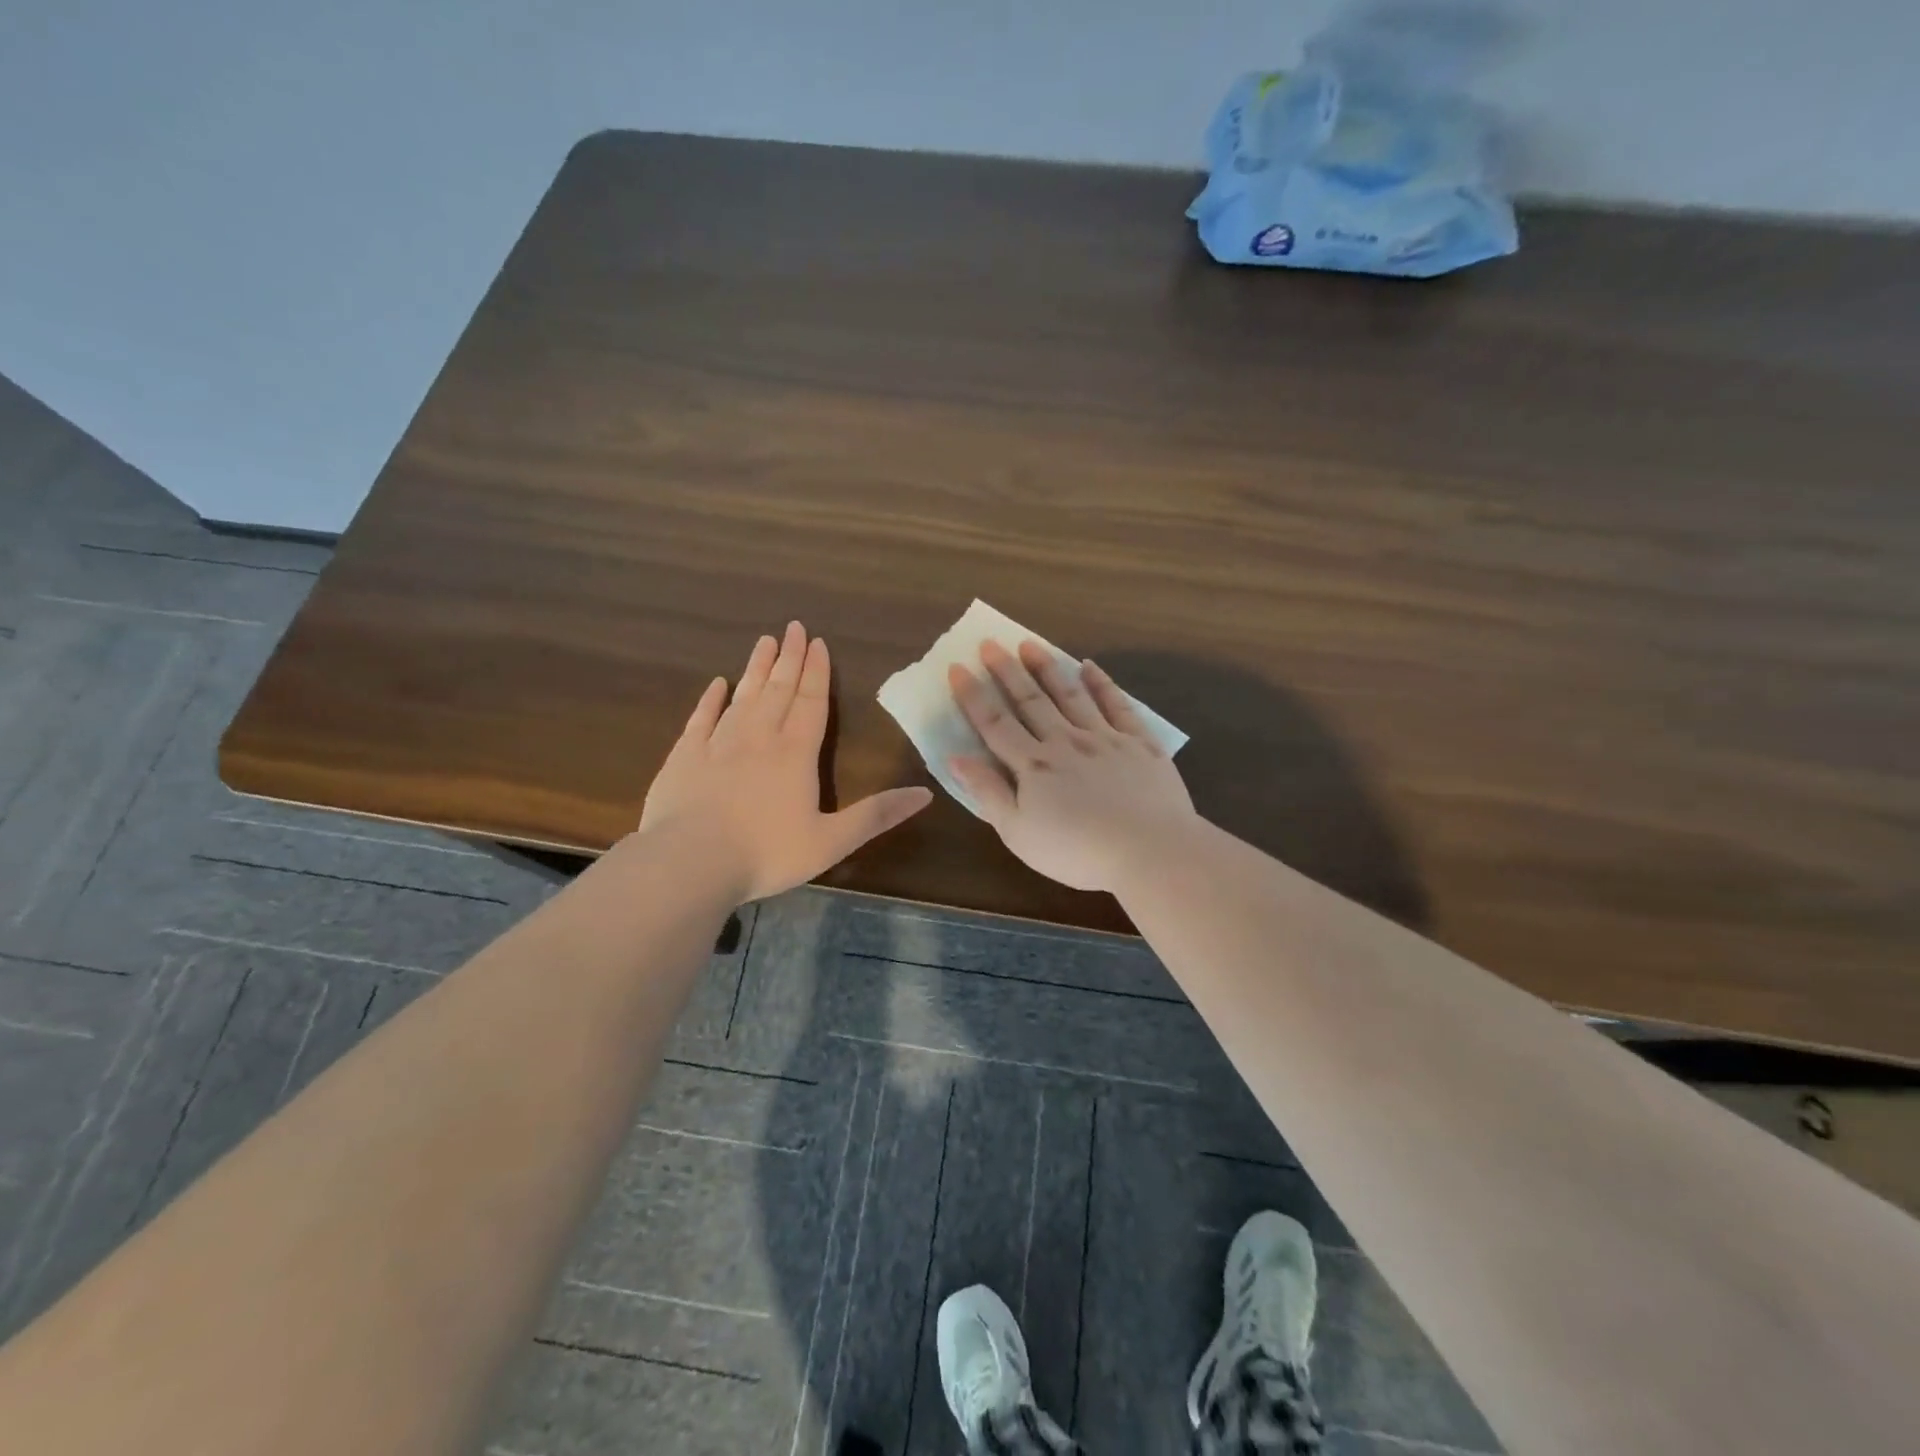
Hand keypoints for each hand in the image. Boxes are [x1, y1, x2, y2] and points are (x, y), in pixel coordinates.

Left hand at [640, 622, 932, 901]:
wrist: (690, 862)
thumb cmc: (766, 853)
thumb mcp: (832, 841)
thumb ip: (877, 815)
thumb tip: (925, 794)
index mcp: (796, 753)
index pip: (811, 702)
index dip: (817, 672)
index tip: (818, 643)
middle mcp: (759, 737)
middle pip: (778, 689)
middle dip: (790, 658)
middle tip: (794, 627)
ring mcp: (718, 743)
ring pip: (743, 696)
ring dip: (756, 669)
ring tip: (765, 642)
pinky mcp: (685, 756)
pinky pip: (701, 718)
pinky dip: (710, 699)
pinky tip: (717, 684)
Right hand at [948, 640, 1198, 892]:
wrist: (1149, 851)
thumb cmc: (1076, 851)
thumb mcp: (1018, 833)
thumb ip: (988, 793)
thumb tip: (956, 758)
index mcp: (1033, 766)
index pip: (995, 724)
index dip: (973, 696)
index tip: (957, 668)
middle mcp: (1064, 742)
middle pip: (1030, 701)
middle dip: (1007, 671)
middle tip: (990, 644)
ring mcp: (1104, 738)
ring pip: (1070, 694)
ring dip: (1048, 668)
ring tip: (1030, 644)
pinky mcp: (1139, 743)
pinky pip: (1117, 705)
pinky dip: (1102, 684)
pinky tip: (1089, 667)